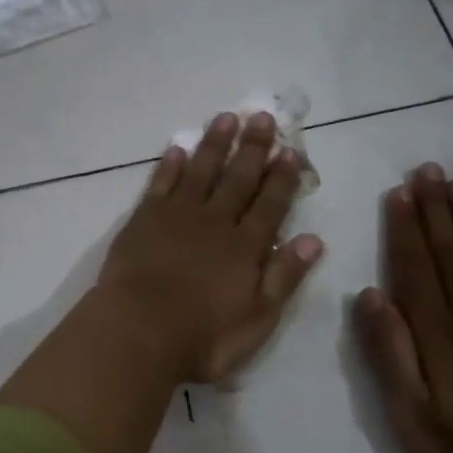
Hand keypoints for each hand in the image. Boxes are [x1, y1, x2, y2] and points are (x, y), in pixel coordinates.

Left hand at [98, 112, 324, 383]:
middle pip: (238, 179)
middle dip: (252, 148)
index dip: (282, 177)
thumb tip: (313, 240)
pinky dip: (169, 166)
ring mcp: (177, 216)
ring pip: (200, 171)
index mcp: (245, 247)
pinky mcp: (143, 219)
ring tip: (226, 118)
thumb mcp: (258, 318)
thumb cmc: (203, 335)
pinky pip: (160, 184)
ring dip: (214, 145)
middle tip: (263, 117)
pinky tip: (176, 149)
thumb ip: (284, 276)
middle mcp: (215, 222)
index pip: (270, 204)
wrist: (139, 329)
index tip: (290, 150)